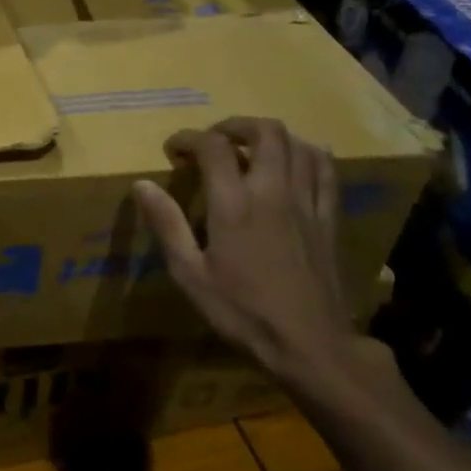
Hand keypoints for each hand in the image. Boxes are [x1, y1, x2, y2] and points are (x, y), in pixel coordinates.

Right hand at [132, 118, 357, 387]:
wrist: (310, 344)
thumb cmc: (242, 311)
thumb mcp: (190, 274)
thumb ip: (167, 224)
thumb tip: (141, 185)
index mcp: (234, 204)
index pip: (213, 146)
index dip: (188, 138)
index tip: (173, 150)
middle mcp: (273, 191)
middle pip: (264, 131)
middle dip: (234, 126)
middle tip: (213, 141)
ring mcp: (306, 202)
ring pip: (298, 144)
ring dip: (270, 136)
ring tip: (250, 149)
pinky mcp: (329, 218)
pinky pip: (326, 169)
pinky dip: (308, 154)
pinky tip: (295, 161)